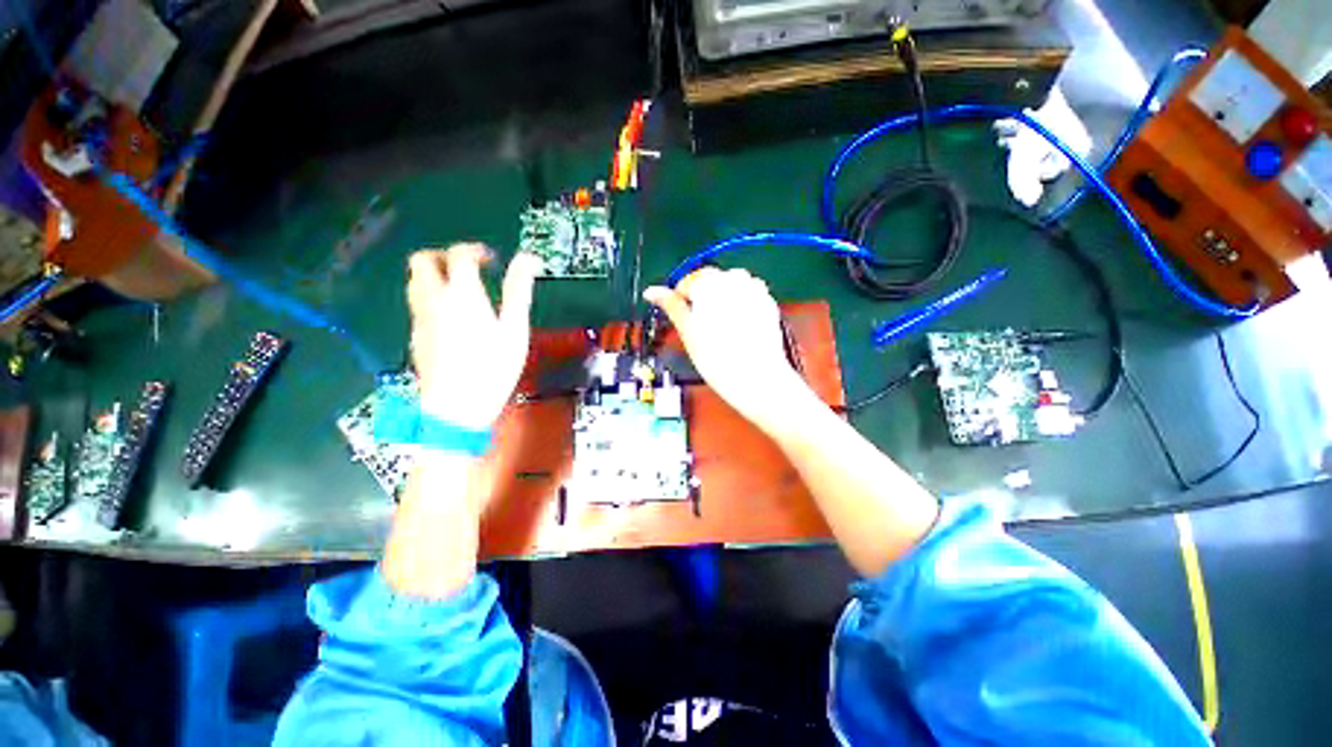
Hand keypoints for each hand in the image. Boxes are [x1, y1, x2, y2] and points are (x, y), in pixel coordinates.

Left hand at [407, 244, 540, 429]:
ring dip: (436, 275)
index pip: (459, 255)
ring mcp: (420, 318)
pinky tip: (454, 319)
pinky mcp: (415, 336)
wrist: (455, 406)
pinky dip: (433, 298)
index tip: (491, 260)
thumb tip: (529, 259)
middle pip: (423, 260)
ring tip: (463, 291)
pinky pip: (418, 304)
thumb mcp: (515, 328)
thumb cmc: (492, 367)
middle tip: (469, 268)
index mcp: (461, 294)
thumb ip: (519, 290)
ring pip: (415, 281)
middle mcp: (433, 299)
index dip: (475, 251)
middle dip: (445, 256)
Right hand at [644, 267, 817, 433]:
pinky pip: (748, 294)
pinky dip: (740, 304)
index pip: (688, 281)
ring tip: (720, 327)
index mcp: (710, 283)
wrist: (758, 379)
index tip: (683, 319)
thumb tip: (651, 291)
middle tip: (701, 327)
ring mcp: (755, 288)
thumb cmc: (717, 359)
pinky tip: (737, 327)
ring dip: (721, 299)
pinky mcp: (768, 301)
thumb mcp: (688, 332)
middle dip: (703, 298)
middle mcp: (734, 278)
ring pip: (730, 285)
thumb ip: (671, 306)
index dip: (681, 300)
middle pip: (710, 280)